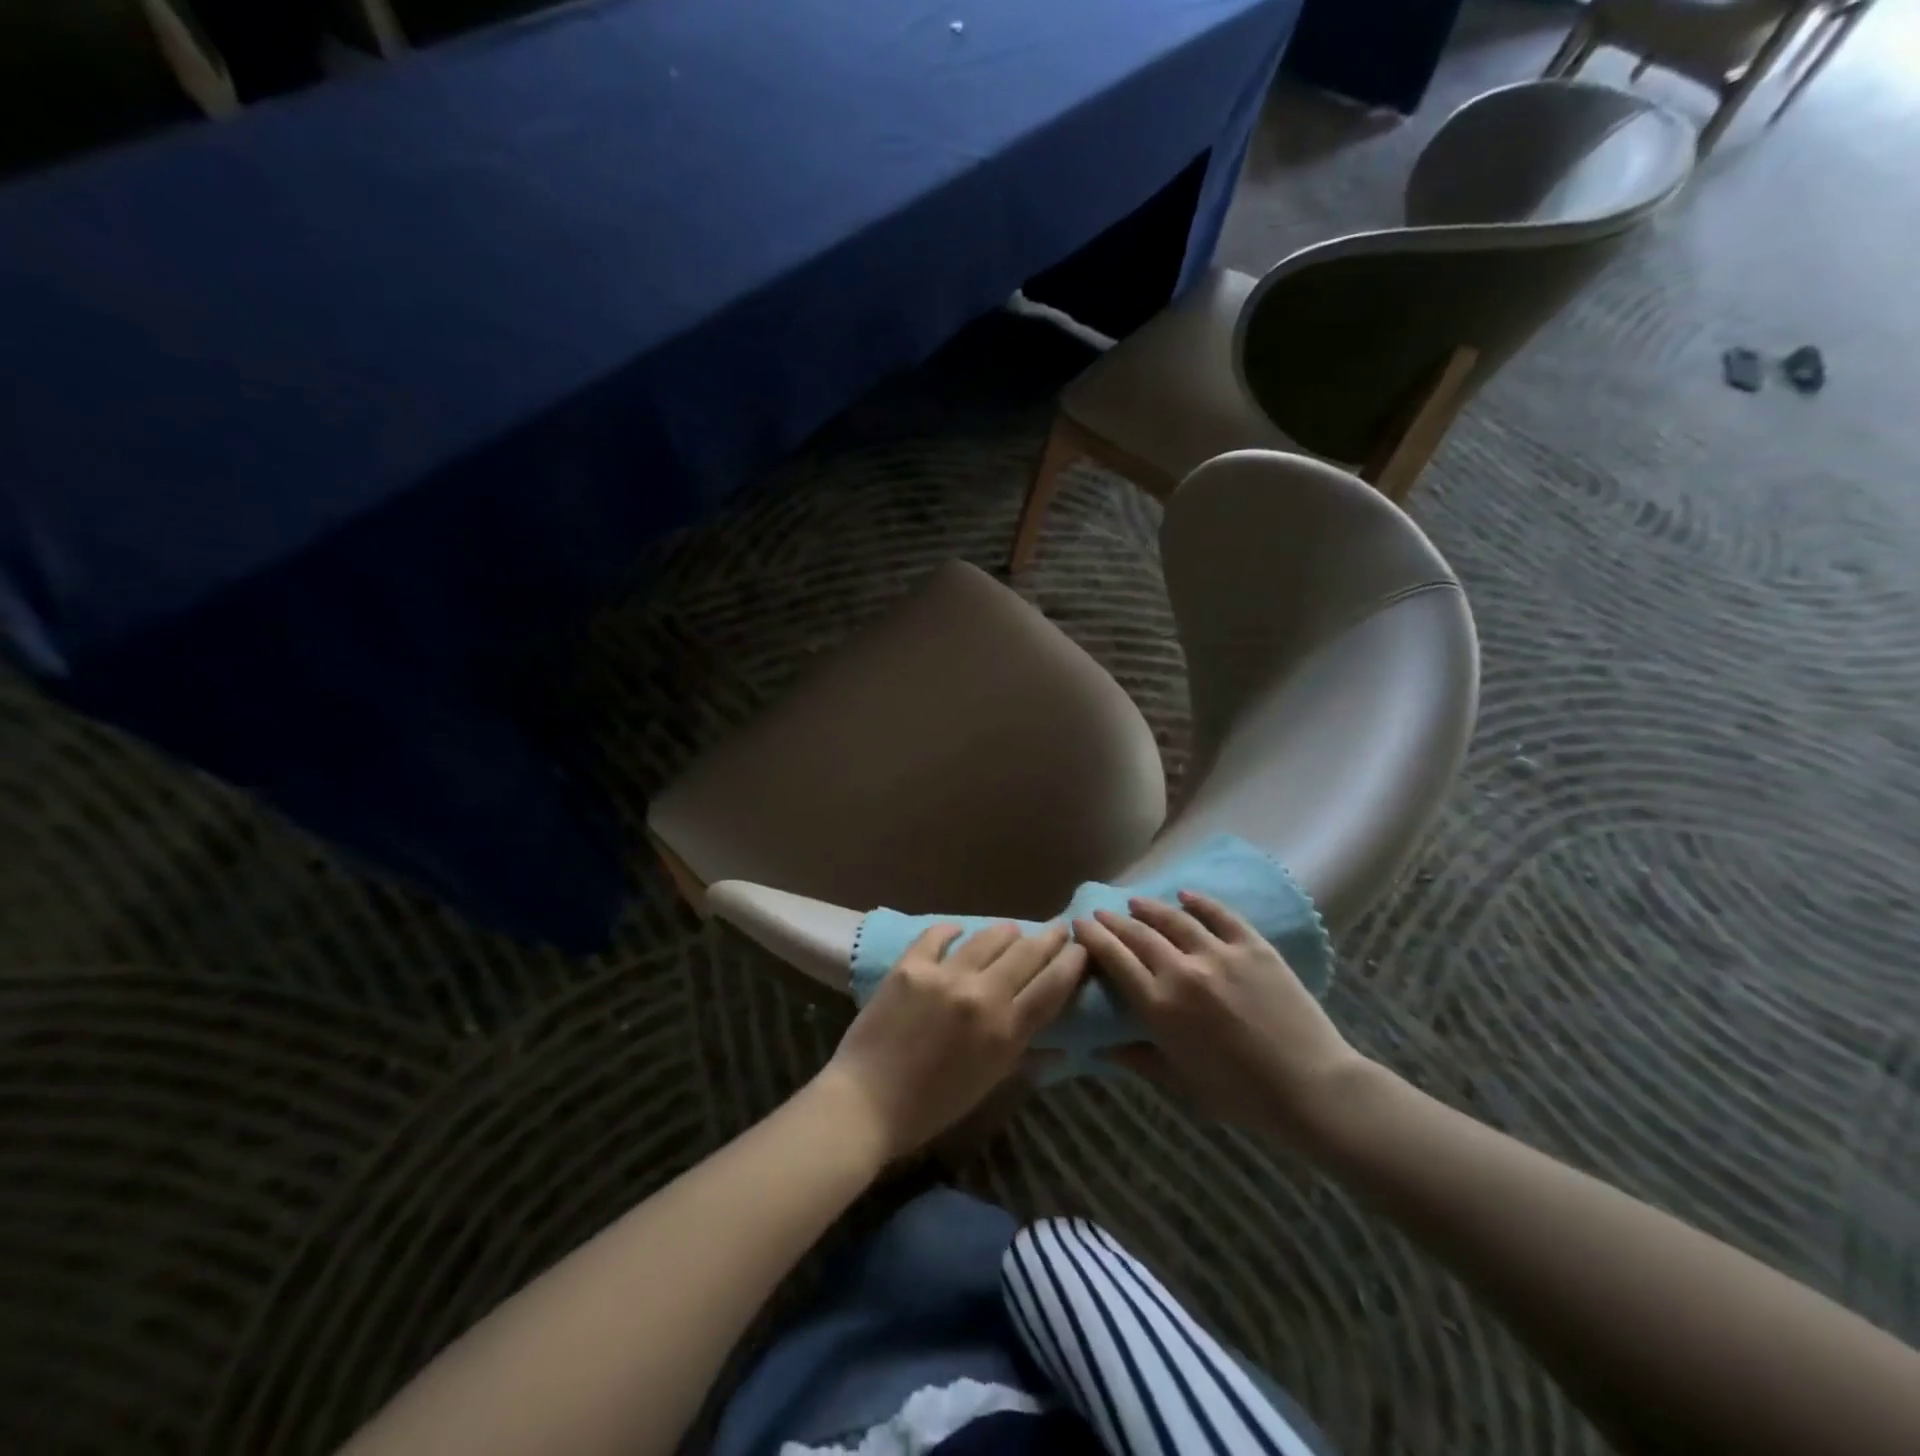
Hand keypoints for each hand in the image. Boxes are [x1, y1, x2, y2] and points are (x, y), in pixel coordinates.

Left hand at [818, 922, 1085, 1160]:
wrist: (867, 1103)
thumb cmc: (932, 1107)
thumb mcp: (988, 1085)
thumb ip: (1024, 1056)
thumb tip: (1061, 1047)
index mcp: (1006, 1031)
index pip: (1053, 986)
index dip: (1072, 962)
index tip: (1082, 948)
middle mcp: (982, 995)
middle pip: (1028, 953)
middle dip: (1049, 937)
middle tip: (1059, 928)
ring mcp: (945, 976)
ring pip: (989, 937)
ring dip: (1007, 932)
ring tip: (1012, 930)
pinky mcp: (911, 966)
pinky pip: (938, 935)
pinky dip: (951, 931)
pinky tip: (957, 930)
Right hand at [1075, 892, 1364, 1141]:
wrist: (1312, 1089)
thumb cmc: (1240, 1096)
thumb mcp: (1181, 1083)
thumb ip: (1137, 1059)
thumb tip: (1099, 1049)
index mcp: (1160, 1007)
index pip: (1115, 960)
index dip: (1093, 938)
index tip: (1080, 924)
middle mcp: (1183, 972)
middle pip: (1138, 934)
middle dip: (1114, 920)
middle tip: (1101, 912)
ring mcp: (1220, 955)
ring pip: (1175, 919)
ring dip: (1150, 907)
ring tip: (1136, 901)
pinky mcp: (1253, 947)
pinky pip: (1220, 915)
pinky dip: (1199, 902)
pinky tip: (1185, 895)